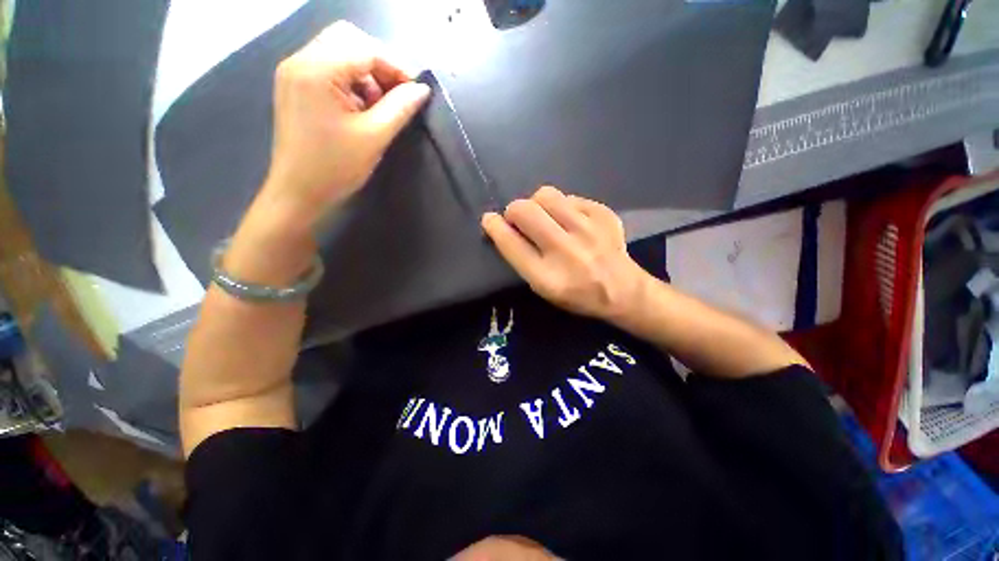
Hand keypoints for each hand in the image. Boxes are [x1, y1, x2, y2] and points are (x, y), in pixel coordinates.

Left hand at [263, 21, 429, 213]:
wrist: (298, 192)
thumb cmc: (336, 167)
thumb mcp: (374, 137)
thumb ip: (400, 108)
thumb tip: (422, 90)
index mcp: (317, 70)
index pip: (365, 49)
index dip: (396, 67)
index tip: (416, 92)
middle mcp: (300, 60)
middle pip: (349, 40)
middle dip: (380, 64)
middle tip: (397, 95)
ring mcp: (295, 72)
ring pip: (339, 52)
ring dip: (366, 73)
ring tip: (379, 106)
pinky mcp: (296, 86)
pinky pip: (329, 69)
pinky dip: (351, 81)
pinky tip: (361, 107)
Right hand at [482, 186, 650, 321]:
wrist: (623, 291)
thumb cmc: (576, 294)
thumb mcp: (542, 288)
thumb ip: (521, 258)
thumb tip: (503, 225)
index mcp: (547, 277)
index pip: (511, 243)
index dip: (495, 227)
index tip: (489, 219)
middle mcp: (566, 251)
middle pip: (525, 211)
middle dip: (514, 211)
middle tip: (519, 219)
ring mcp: (588, 229)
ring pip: (546, 195)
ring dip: (537, 204)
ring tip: (545, 217)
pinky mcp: (604, 214)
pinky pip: (569, 197)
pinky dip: (562, 207)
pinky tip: (571, 222)